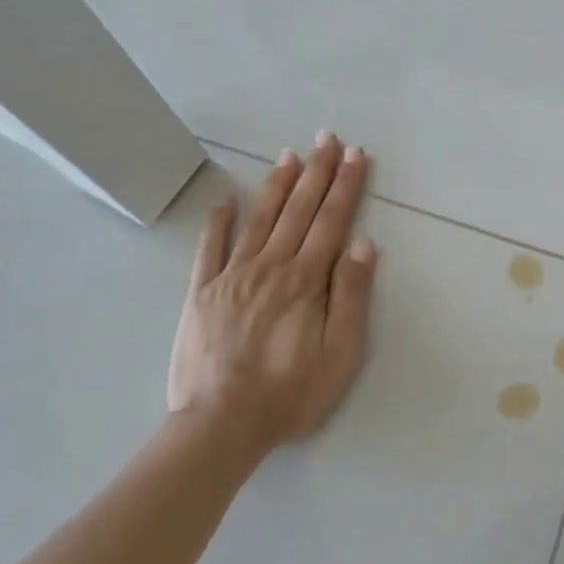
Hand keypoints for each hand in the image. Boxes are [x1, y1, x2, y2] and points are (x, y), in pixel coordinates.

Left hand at [167, 133, 378, 453]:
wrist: (220, 425)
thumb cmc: (290, 394)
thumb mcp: (340, 354)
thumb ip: (350, 297)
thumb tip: (362, 245)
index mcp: (305, 281)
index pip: (331, 222)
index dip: (345, 186)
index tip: (355, 156)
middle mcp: (269, 267)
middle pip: (298, 210)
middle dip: (316, 172)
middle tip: (327, 139)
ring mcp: (231, 276)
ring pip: (258, 219)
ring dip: (277, 185)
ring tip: (289, 155)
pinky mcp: (201, 293)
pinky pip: (210, 248)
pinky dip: (219, 221)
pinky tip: (226, 200)